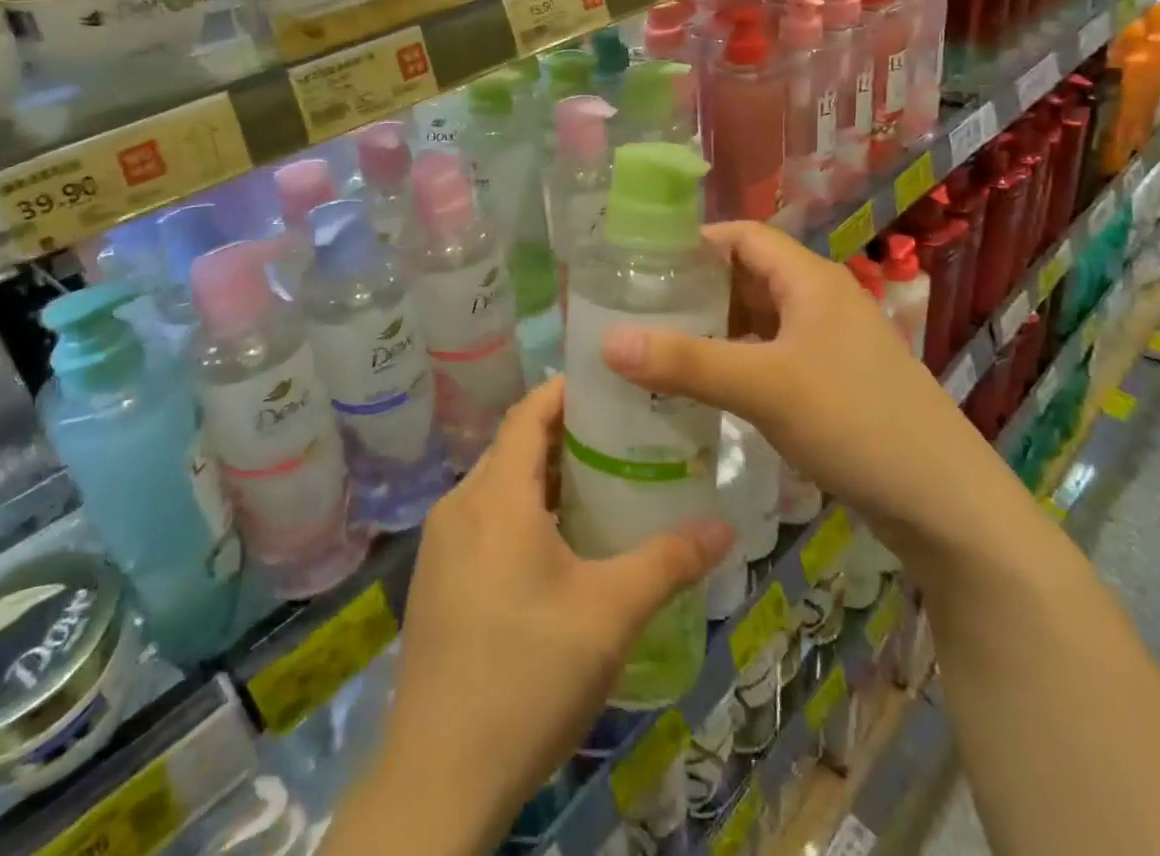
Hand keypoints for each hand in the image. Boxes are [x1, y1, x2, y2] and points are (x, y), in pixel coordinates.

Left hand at [350, 377, 732, 854]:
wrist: (440, 775)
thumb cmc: (527, 674)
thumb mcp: (609, 614)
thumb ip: (667, 562)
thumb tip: (724, 527)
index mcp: (495, 496)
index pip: (528, 413)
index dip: (565, 391)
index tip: (608, 384)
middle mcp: (460, 505)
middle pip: (513, 448)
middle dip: (564, 437)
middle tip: (620, 440)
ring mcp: (440, 545)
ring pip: (497, 487)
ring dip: (543, 479)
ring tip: (598, 489)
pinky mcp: (434, 580)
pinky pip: (481, 521)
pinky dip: (520, 513)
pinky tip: (555, 550)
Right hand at [601, 220, 1009, 564]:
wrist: (947, 507)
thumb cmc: (857, 423)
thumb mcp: (765, 387)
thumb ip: (686, 363)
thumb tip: (606, 341)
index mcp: (810, 281)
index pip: (741, 236)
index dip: (692, 243)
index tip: (639, 264)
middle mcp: (819, 301)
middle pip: (745, 276)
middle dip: (693, 289)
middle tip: (636, 308)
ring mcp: (827, 344)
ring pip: (755, 320)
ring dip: (711, 329)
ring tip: (656, 345)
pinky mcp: (830, 383)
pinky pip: (768, 356)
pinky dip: (732, 362)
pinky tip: (701, 388)